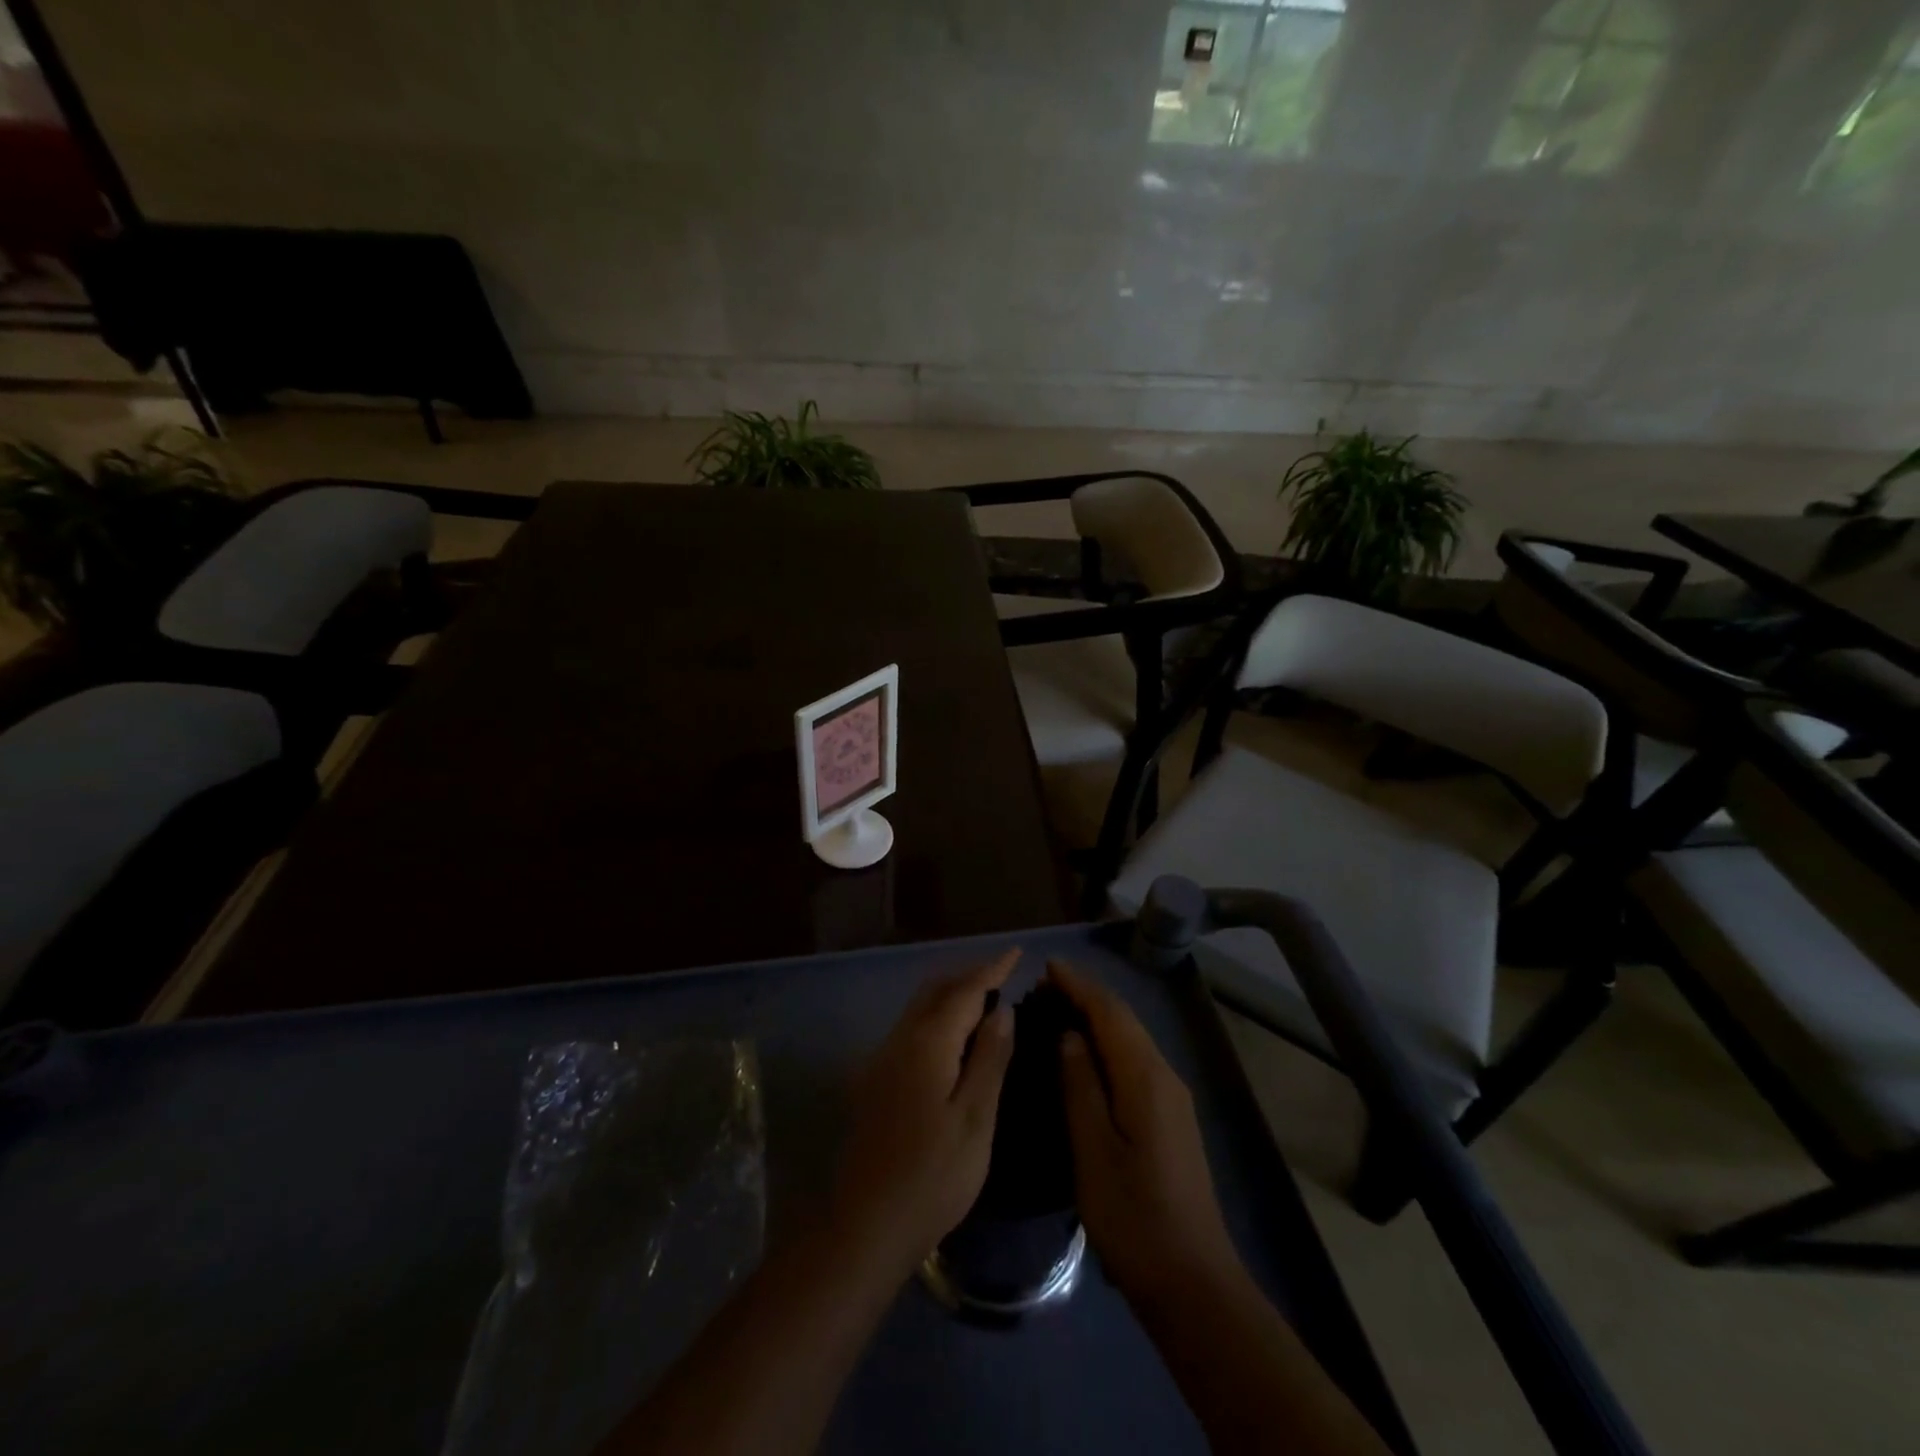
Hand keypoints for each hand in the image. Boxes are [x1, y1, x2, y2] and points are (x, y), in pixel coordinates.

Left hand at [832, 950, 1017, 1275]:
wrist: (865, 1225)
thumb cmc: (933, 1176)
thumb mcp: (975, 1119)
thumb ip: (989, 1058)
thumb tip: (1001, 1010)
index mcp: (927, 1043)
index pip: (964, 990)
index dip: (991, 969)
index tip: (1016, 952)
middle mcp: (899, 1040)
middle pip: (935, 990)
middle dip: (968, 976)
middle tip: (1002, 974)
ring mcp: (880, 1059)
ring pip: (919, 1009)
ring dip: (949, 995)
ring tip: (983, 1001)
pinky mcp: (873, 1081)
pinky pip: (910, 1029)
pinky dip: (935, 1018)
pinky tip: (951, 1039)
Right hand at [1051, 960, 1244, 1314]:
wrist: (1192, 1282)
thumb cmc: (1134, 1217)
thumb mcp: (1094, 1150)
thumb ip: (1080, 1085)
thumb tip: (1070, 1034)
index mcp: (1146, 1078)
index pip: (1110, 1013)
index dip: (1079, 985)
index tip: (1047, 966)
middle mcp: (1165, 1077)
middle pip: (1124, 1021)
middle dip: (1086, 996)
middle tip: (1043, 986)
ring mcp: (1172, 1099)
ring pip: (1131, 1040)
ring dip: (1096, 1018)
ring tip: (1057, 1010)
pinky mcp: (1170, 1119)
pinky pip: (1134, 1061)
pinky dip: (1108, 1043)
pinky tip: (1085, 1055)